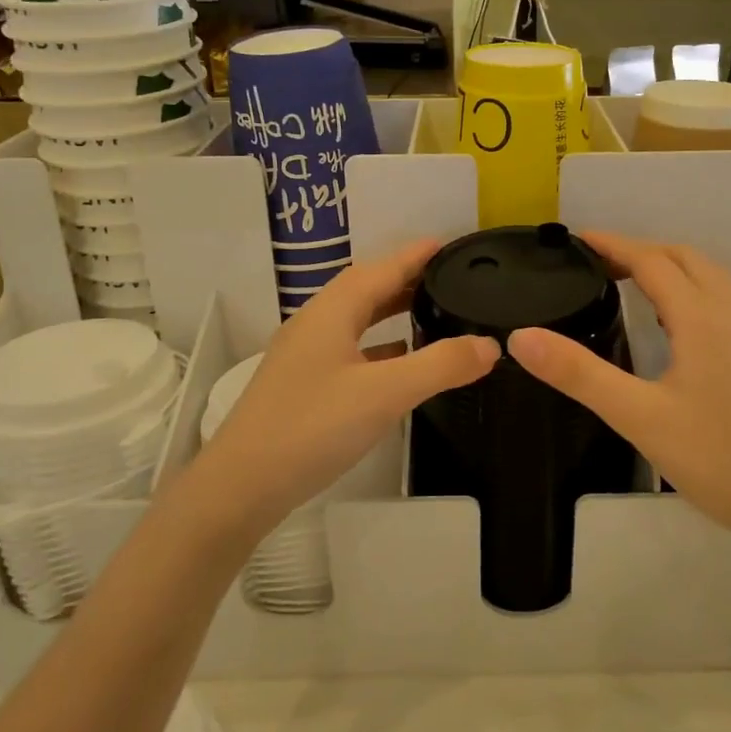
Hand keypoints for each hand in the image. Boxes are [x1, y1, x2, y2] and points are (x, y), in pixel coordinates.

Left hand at [192, 239, 498, 539]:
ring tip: (431, 311)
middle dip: (406, 279)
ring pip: (356, 320)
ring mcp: (305, 357)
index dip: (415, 255)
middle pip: (366, 290)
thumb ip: (441, 365)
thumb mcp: (385, 394)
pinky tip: (400, 363)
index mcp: (331, 312)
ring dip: (392, 311)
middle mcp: (315, 325)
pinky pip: (350, 350)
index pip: (381, 269)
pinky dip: (380, 346)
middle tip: (450, 278)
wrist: (240, 487)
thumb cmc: (312, 427)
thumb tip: (490, 344)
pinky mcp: (303, 386)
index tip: (450, 244)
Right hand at [506, 232, 730, 548]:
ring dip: (667, 265)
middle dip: (639, 250)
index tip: (576, 240)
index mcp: (700, 317)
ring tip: (628, 281)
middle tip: (596, 263)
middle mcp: (728, 313)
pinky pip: (718, 297)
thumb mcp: (637, 416)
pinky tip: (671, 320)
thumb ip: (579, 374)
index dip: (612, 245)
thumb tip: (520, 337)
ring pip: (707, 275)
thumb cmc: (716, 458)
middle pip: (684, 257)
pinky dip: (688, 286)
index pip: (651, 261)